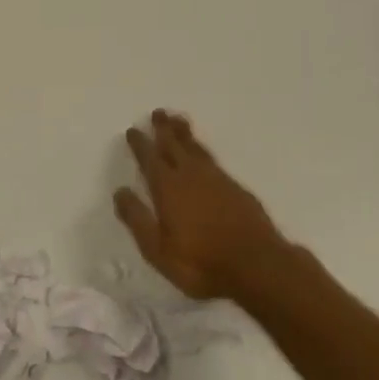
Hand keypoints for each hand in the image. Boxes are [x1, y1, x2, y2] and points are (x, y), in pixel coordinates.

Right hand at [114, 110, 286, 301]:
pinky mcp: (236, 188)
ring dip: (184, 134)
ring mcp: (217, 179)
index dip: (140, 144)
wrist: (259, 266)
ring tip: (179, 121)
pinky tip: (203, 155)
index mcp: (167, 188)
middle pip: (174, 145)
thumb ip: (137, 219)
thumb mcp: (158, 249)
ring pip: (196, 148)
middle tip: (158, 112)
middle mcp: (190, 176)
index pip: (149, 159)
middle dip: (164, 129)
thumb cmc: (201, 262)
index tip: (133, 130)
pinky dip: (203, 150)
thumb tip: (120, 192)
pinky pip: (213, 160)